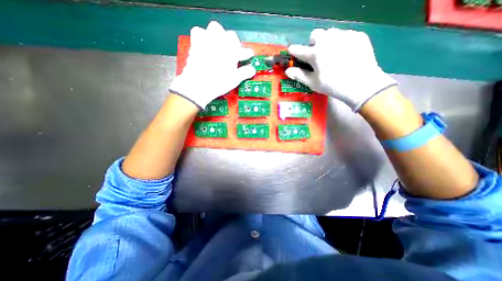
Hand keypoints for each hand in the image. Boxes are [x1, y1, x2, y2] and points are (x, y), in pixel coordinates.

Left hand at [170, 21, 256, 108]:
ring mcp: (207, 40)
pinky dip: (203, 36)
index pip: (244, 50)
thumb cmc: (219, 82)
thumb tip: (253, 69)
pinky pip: (199, 32)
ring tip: (219, 45)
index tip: (249, 56)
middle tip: (233, 53)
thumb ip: (245, 72)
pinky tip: (205, 44)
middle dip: (234, 43)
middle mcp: (221, 42)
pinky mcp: (196, 43)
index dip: (247, 54)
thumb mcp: (235, 79)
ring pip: (215, 28)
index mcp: (232, 51)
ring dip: (220, 36)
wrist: (198, 84)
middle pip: (231, 36)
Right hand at [287, 29, 395, 110]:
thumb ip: (299, 75)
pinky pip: (344, 35)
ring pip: (330, 33)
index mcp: (315, 53)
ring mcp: (344, 35)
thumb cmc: (332, 86)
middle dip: (313, 43)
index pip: (298, 49)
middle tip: (317, 55)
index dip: (294, 51)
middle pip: (315, 35)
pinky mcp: (357, 35)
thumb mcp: (313, 83)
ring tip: (332, 54)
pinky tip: (345, 55)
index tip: (293, 52)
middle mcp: (328, 40)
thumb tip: (287, 70)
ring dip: (327, 41)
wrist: (361, 84)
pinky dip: (341, 43)